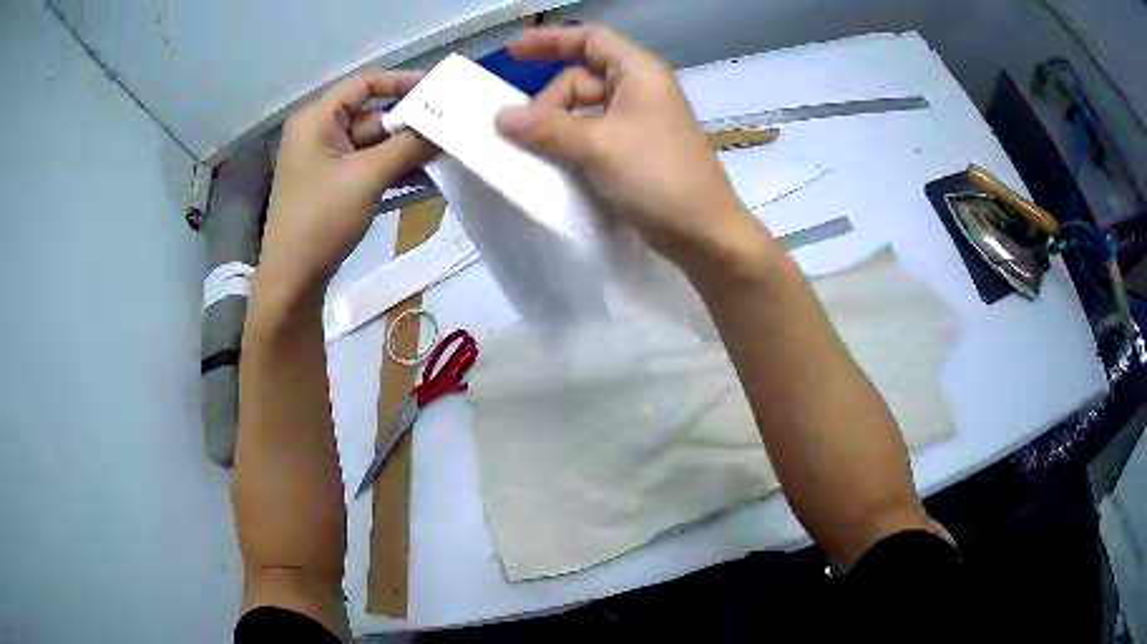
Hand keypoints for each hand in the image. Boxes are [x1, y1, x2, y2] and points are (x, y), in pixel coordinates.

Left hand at [259, 70, 433, 297]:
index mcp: (317, 119)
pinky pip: (367, 167)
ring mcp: (324, 161)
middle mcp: (318, 132)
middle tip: (450, 130)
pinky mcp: (332, 185)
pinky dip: (392, 170)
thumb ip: (409, 146)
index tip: (438, 90)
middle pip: (372, 116)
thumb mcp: (368, 177)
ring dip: (405, 151)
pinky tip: (424, 178)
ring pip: (373, 144)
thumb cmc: (322, 219)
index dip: (402, 82)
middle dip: (409, 126)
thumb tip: (445, 127)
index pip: (364, 84)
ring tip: (445, 156)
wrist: (293, 279)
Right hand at [495, 25, 759, 267]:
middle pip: (581, 78)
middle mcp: (640, 90)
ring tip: (537, 153)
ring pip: (585, 110)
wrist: (704, 234)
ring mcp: (640, 122)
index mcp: (639, 72)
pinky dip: (572, 144)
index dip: (550, 40)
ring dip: (558, 126)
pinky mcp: (638, 150)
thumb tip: (500, 116)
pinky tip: (556, 163)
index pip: (590, 39)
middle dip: (550, 101)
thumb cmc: (659, 177)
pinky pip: (595, 135)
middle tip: (527, 135)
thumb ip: (547, 128)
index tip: (513, 54)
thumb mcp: (598, 146)